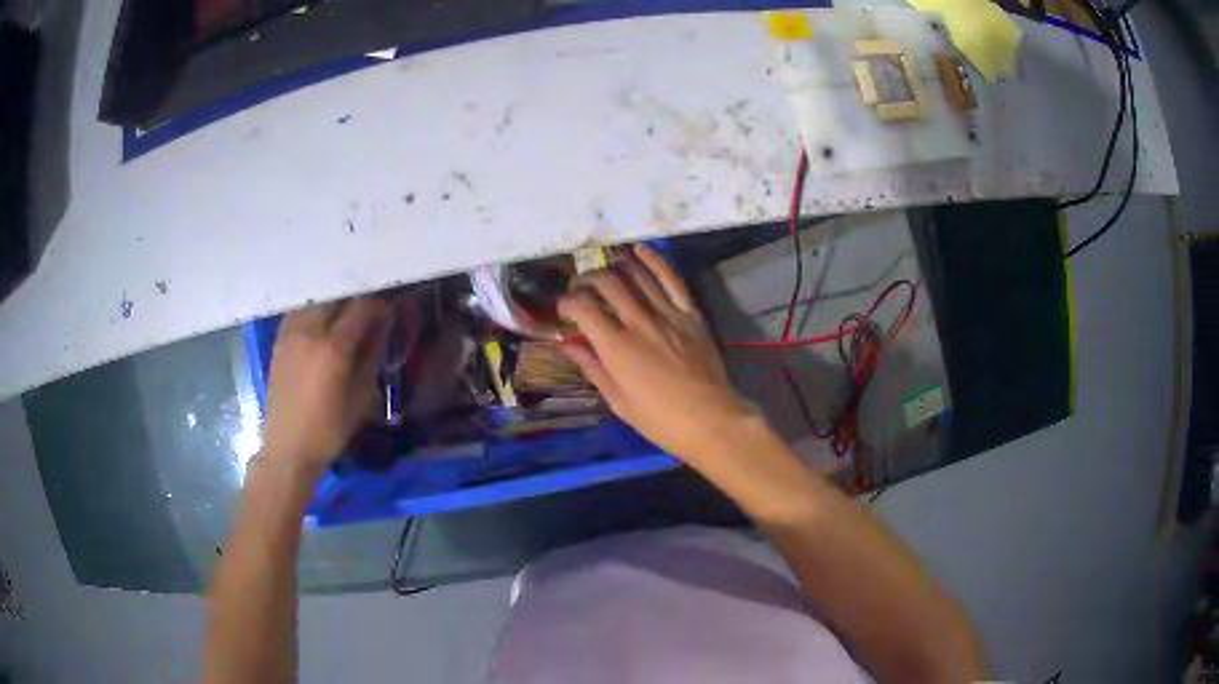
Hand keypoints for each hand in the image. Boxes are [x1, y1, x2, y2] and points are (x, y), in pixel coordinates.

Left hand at [261, 297, 389, 474]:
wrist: (288, 447)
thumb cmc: (329, 430)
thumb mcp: (360, 399)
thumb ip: (371, 358)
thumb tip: (381, 331)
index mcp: (333, 348)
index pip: (360, 309)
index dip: (377, 306)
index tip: (387, 314)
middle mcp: (310, 332)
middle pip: (336, 298)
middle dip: (354, 300)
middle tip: (365, 313)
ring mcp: (290, 334)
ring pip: (315, 302)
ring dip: (332, 304)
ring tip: (342, 317)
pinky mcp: (279, 341)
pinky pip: (299, 313)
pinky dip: (313, 312)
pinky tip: (320, 325)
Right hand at [558, 244, 753, 460]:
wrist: (709, 419)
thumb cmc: (658, 419)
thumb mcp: (618, 400)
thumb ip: (593, 368)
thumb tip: (569, 346)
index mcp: (616, 346)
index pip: (583, 308)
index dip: (568, 302)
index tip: (564, 308)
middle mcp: (639, 321)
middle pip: (608, 284)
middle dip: (587, 280)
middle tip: (581, 287)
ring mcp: (668, 314)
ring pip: (638, 275)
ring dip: (617, 265)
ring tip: (605, 264)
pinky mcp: (691, 313)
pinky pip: (672, 280)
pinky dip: (656, 261)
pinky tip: (642, 250)